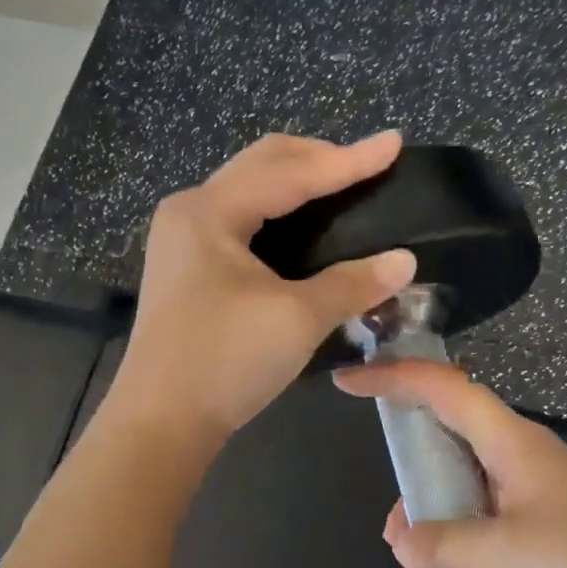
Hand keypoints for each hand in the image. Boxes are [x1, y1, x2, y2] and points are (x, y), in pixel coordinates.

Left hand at [109, 132, 417, 444]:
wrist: (160, 423)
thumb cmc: (224, 362)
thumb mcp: (297, 319)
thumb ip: (353, 283)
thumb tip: (406, 261)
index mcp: (210, 211)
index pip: (292, 173)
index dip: (349, 160)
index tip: (394, 144)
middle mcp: (191, 211)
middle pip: (263, 164)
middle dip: (318, 158)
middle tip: (368, 165)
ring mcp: (183, 238)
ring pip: (249, 188)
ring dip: (296, 181)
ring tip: (342, 186)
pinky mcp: (187, 265)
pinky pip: (240, 217)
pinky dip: (278, 211)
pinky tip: (305, 224)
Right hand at [334, 359, 566, 567]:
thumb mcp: (503, 553)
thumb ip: (442, 543)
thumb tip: (402, 539)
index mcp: (513, 444)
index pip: (444, 389)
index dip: (394, 378)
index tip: (348, 380)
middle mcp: (523, 467)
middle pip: (452, 448)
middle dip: (413, 481)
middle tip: (391, 525)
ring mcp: (540, 511)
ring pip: (467, 504)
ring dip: (434, 535)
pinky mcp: (554, 553)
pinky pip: (490, 545)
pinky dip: (461, 565)